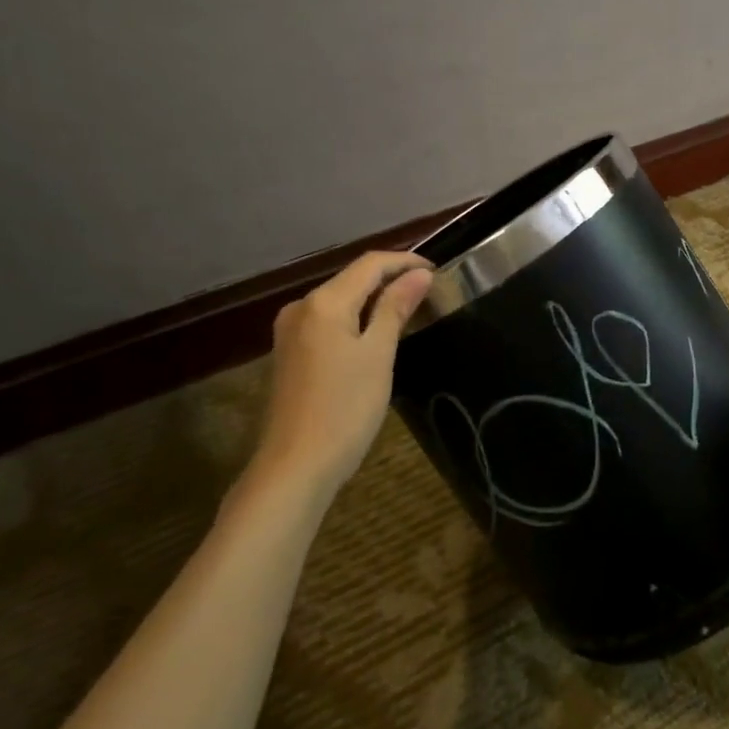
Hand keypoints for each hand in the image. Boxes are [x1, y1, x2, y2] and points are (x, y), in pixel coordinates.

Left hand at [250, 250, 433, 502]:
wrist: (295, 467)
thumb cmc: (345, 408)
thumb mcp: (378, 355)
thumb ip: (396, 308)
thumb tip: (419, 274)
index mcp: (324, 302)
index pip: (370, 263)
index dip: (405, 261)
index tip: (437, 270)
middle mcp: (301, 307)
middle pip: (352, 278)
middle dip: (390, 278)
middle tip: (428, 290)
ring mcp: (291, 330)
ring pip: (340, 299)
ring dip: (373, 298)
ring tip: (409, 308)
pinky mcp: (290, 352)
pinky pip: (329, 320)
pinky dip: (355, 318)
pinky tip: (376, 332)